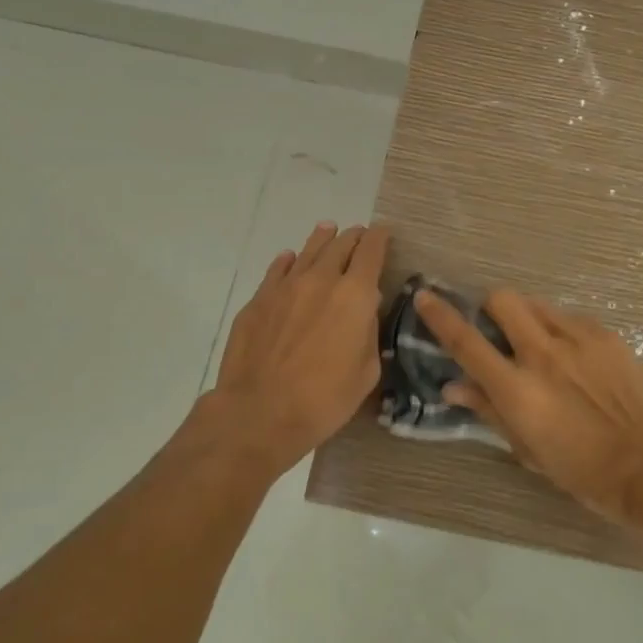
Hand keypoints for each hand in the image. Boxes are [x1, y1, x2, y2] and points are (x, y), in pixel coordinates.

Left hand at [203, 222, 389, 473]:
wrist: (259, 413)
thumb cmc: (324, 400)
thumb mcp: (366, 372)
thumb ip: (369, 332)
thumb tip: (365, 310)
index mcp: (355, 295)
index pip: (371, 251)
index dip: (380, 237)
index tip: (383, 233)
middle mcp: (321, 279)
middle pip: (340, 245)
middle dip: (353, 237)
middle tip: (359, 235)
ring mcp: (285, 286)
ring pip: (308, 250)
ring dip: (323, 239)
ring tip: (328, 230)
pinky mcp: (258, 300)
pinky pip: (277, 270)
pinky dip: (289, 261)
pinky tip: (290, 260)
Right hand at [416, 289, 642, 523]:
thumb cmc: (580, 469)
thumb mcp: (526, 449)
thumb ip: (487, 410)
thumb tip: (452, 385)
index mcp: (516, 388)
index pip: (466, 342)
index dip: (440, 316)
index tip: (425, 296)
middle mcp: (542, 353)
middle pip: (502, 299)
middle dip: (490, 307)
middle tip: (498, 330)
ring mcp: (577, 338)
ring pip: (536, 303)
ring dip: (526, 316)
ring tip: (539, 344)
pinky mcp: (604, 334)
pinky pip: (568, 317)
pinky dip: (559, 329)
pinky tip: (574, 358)